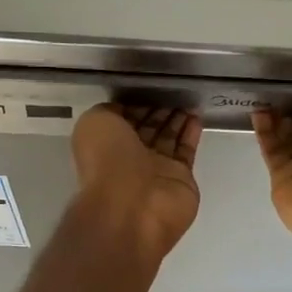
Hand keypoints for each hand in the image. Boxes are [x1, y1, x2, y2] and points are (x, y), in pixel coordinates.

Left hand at [71, 104, 202, 263]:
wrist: (132, 204)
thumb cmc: (108, 160)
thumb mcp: (95, 122)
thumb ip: (109, 111)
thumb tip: (126, 109)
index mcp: (106, 144)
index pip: (124, 120)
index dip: (136, 104)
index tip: (150, 87)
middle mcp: (130, 157)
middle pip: (148, 128)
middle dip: (159, 110)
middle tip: (174, 91)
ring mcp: (156, 169)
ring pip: (168, 138)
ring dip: (177, 119)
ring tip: (187, 99)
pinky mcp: (181, 178)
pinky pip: (186, 150)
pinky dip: (191, 132)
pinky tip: (196, 115)